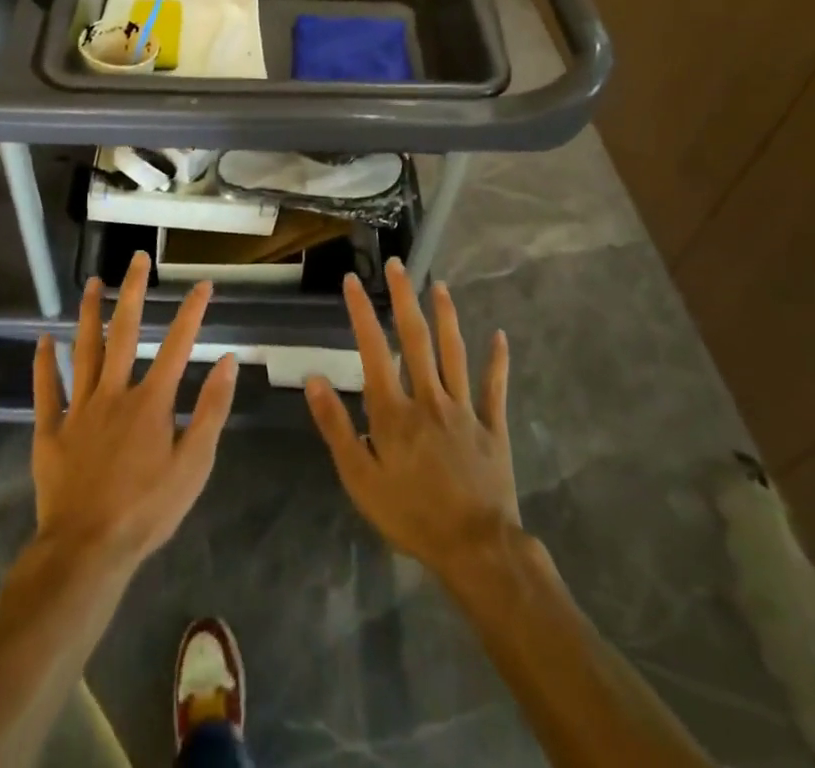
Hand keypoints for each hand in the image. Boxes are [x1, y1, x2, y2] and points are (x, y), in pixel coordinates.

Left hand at [32, 253, 238, 568]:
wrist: (87, 550)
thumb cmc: (147, 510)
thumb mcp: (194, 465)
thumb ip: (211, 410)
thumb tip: (227, 361)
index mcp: (151, 402)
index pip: (178, 345)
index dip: (192, 312)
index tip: (203, 283)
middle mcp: (114, 393)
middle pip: (125, 333)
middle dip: (133, 292)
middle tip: (137, 258)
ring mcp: (80, 409)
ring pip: (84, 351)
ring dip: (89, 314)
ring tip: (93, 282)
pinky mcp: (51, 431)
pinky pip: (47, 391)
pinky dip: (44, 364)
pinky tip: (43, 340)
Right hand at [306, 257, 519, 576]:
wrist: (476, 549)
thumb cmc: (411, 515)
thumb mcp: (360, 478)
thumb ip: (336, 426)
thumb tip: (314, 378)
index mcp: (394, 411)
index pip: (373, 350)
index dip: (361, 313)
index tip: (352, 281)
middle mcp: (429, 398)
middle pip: (416, 339)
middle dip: (404, 298)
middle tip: (397, 265)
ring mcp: (465, 410)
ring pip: (455, 353)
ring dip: (447, 316)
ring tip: (440, 285)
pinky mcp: (493, 428)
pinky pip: (495, 388)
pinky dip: (498, 362)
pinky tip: (500, 337)